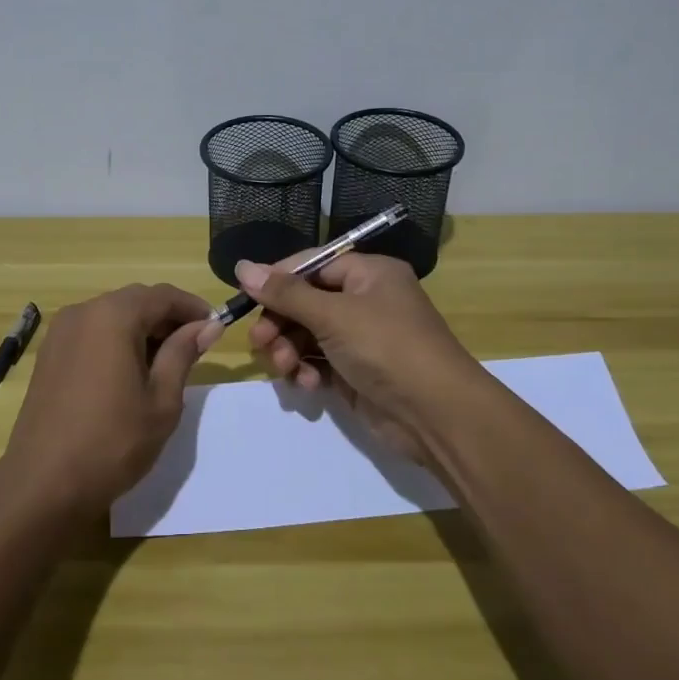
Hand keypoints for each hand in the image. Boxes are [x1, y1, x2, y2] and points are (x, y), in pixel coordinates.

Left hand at [0, 284, 219, 516]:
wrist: (43, 483)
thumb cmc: (112, 442)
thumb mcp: (161, 400)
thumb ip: (183, 354)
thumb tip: (209, 325)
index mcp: (113, 316)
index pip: (163, 295)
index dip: (193, 307)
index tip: (216, 327)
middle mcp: (83, 312)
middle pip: (135, 300)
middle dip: (167, 317)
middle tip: (194, 347)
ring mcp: (60, 332)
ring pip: (112, 315)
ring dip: (142, 328)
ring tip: (165, 363)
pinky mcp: (49, 354)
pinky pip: (92, 332)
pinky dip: (116, 340)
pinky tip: (130, 372)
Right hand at [239, 252, 484, 465]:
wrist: (437, 415)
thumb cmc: (387, 347)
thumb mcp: (333, 315)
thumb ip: (285, 293)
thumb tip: (242, 267)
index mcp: (369, 273)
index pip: (312, 264)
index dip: (277, 279)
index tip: (246, 298)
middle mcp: (365, 300)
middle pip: (305, 301)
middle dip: (280, 322)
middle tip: (260, 344)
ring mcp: (361, 338)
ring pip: (307, 334)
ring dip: (289, 350)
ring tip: (284, 369)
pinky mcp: (356, 372)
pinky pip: (318, 362)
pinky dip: (306, 370)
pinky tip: (305, 384)